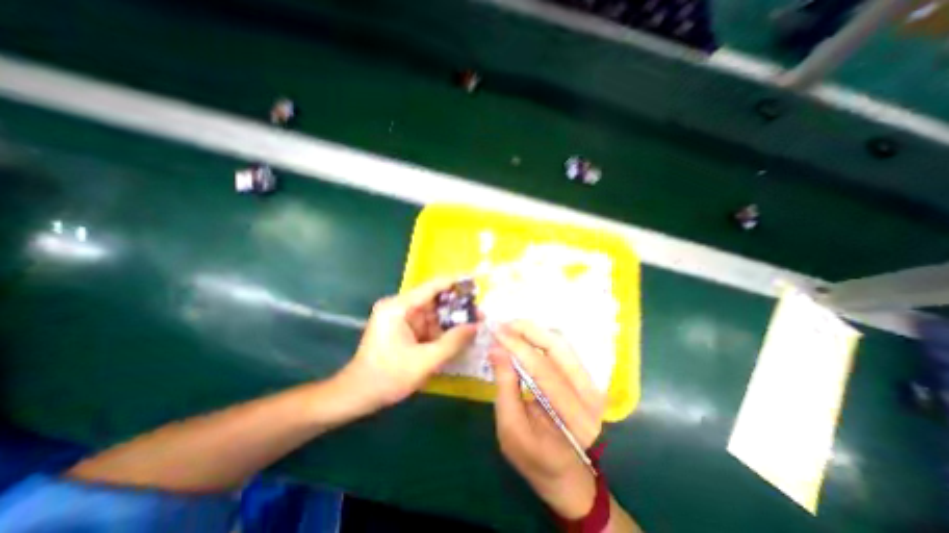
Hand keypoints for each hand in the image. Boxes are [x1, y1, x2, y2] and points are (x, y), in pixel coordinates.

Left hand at [338, 277, 477, 414]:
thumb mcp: (425, 361)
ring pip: (433, 313)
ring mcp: (401, 318)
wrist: (357, 396)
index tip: (475, 280)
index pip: (432, 287)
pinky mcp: (403, 329)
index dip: (455, 282)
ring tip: (474, 322)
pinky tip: (458, 334)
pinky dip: (442, 330)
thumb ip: (453, 342)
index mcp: (399, 307)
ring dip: (451, 319)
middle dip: (457, 305)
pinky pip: (427, 325)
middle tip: (479, 310)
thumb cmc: (388, 377)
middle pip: (434, 300)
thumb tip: (476, 325)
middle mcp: (399, 307)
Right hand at [493, 321, 602, 519]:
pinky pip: (563, 348)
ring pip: (562, 343)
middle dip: (528, 330)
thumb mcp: (511, 429)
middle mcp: (590, 395)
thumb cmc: (535, 459)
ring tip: (511, 328)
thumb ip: (505, 386)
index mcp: (573, 417)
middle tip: (504, 324)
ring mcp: (592, 383)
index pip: (543, 369)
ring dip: (535, 331)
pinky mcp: (586, 377)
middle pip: (558, 347)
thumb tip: (495, 349)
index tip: (496, 330)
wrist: (567, 474)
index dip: (517, 345)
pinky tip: (525, 337)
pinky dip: (541, 338)